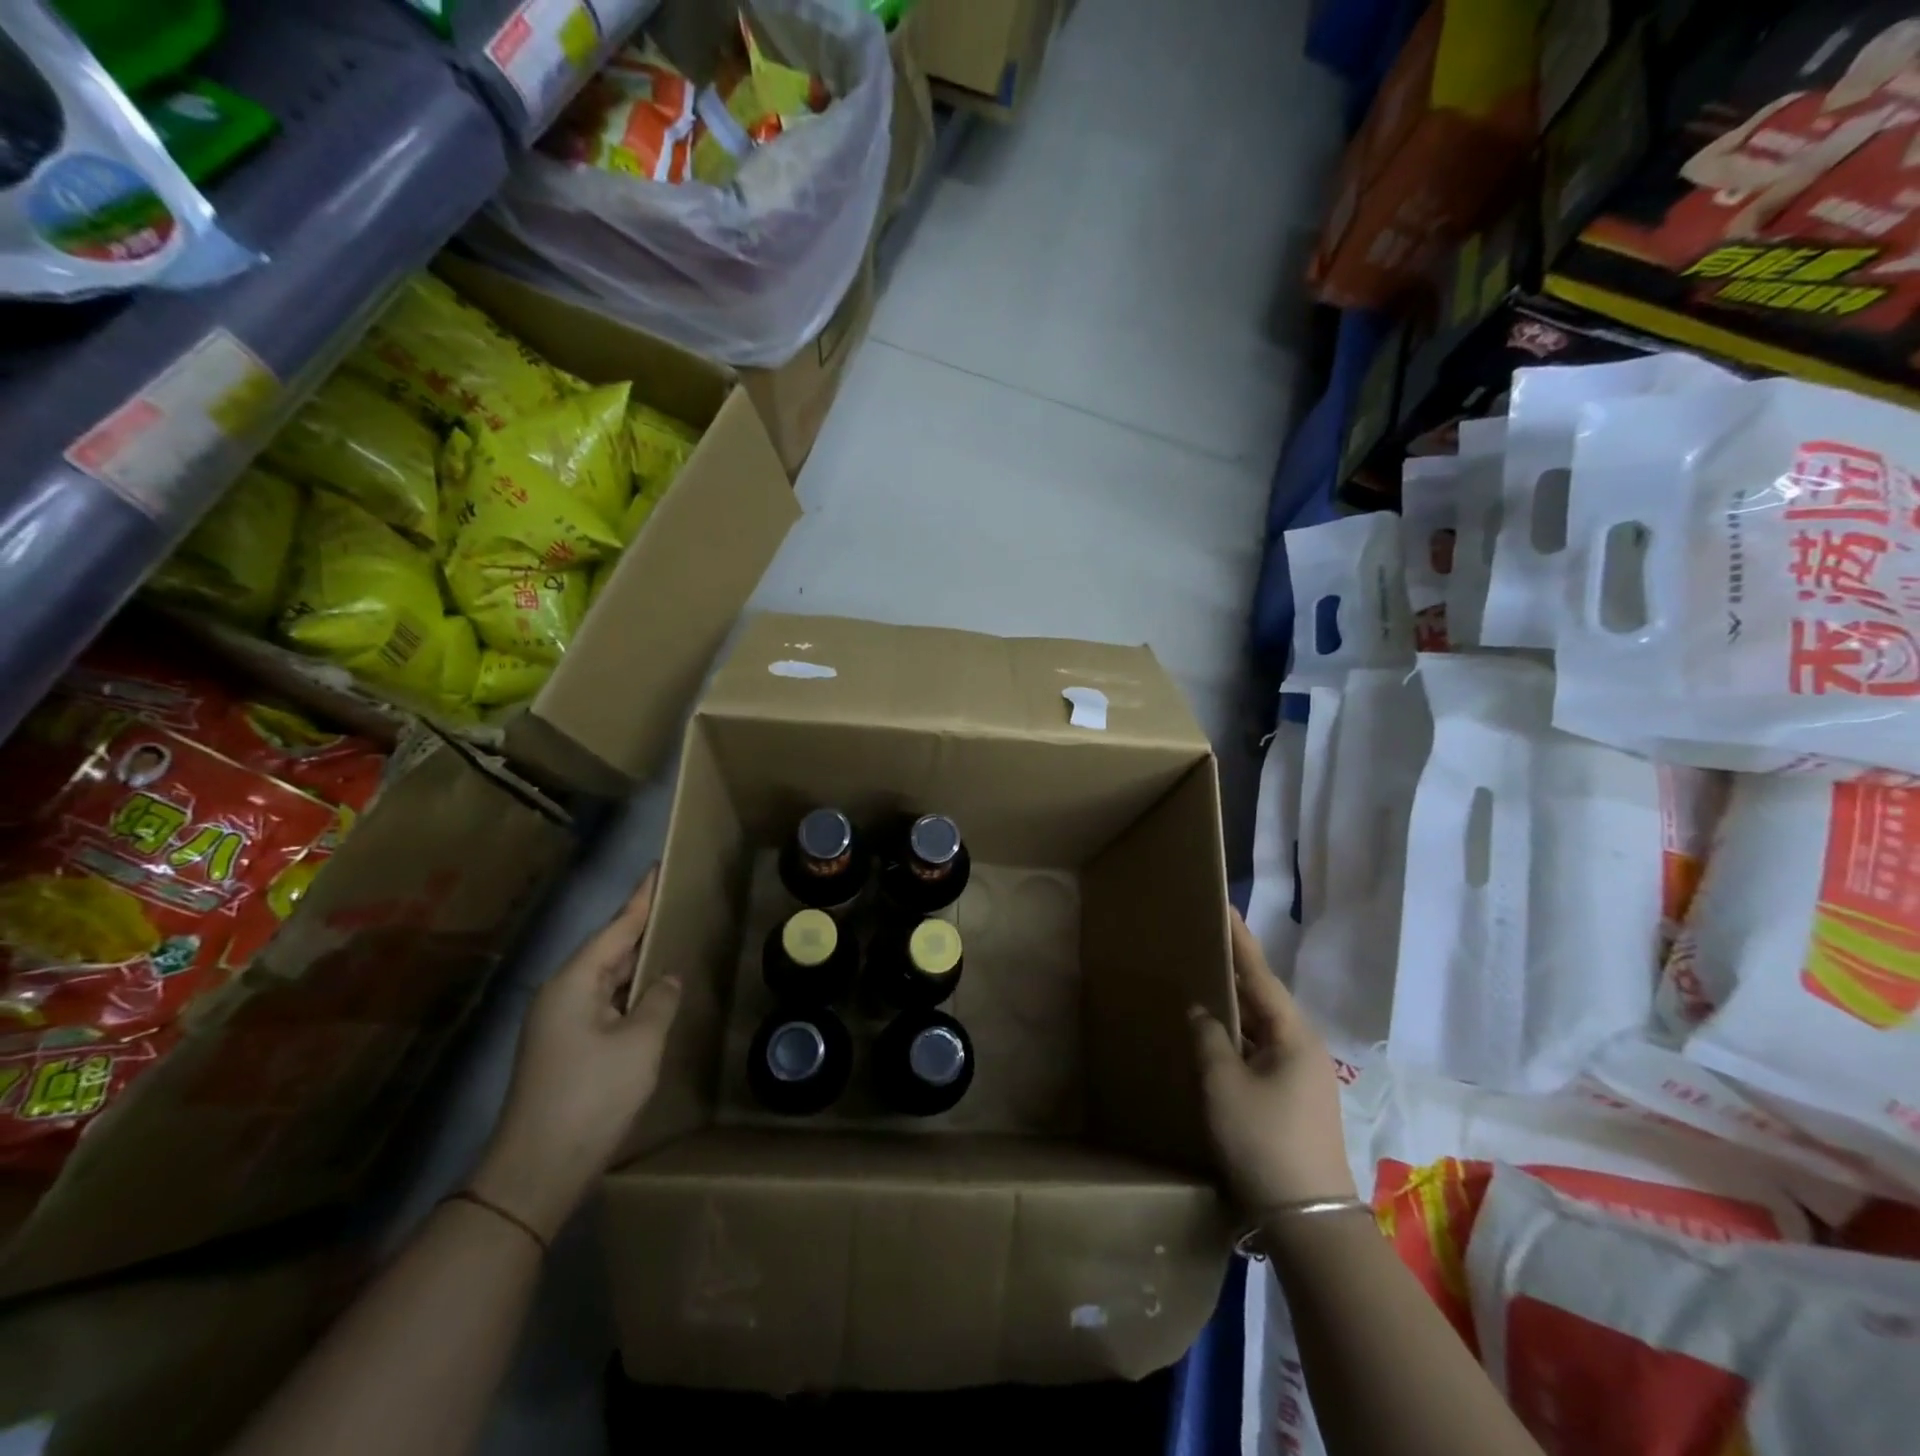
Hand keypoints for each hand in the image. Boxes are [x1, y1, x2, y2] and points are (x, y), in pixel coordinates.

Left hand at [471, 869, 681, 1239]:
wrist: (536, 1171)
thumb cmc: (591, 1096)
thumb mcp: (640, 1044)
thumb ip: (658, 1002)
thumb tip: (664, 981)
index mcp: (574, 983)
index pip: (616, 928)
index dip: (641, 899)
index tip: (658, 870)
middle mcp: (560, 994)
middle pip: (607, 949)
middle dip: (640, 926)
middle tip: (673, 902)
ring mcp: (558, 1023)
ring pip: (604, 978)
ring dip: (634, 961)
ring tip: (668, 940)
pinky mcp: (563, 1048)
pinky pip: (601, 1003)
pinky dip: (627, 991)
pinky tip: (648, 994)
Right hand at [1191, 912, 1355, 1212]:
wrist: (1308, 1220)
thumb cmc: (1263, 1141)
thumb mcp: (1224, 1084)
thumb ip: (1209, 1038)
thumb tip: (1202, 1011)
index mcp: (1294, 1036)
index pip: (1261, 975)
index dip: (1240, 940)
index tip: (1224, 907)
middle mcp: (1304, 1048)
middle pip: (1264, 998)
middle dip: (1234, 971)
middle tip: (1203, 942)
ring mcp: (1303, 1075)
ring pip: (1262, 1027)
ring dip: (1234, 1007)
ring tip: (1203, 981)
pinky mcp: (1295, 1098)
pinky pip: (1262, 1051)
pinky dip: (1238, 1037)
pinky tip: (1215, 1035)